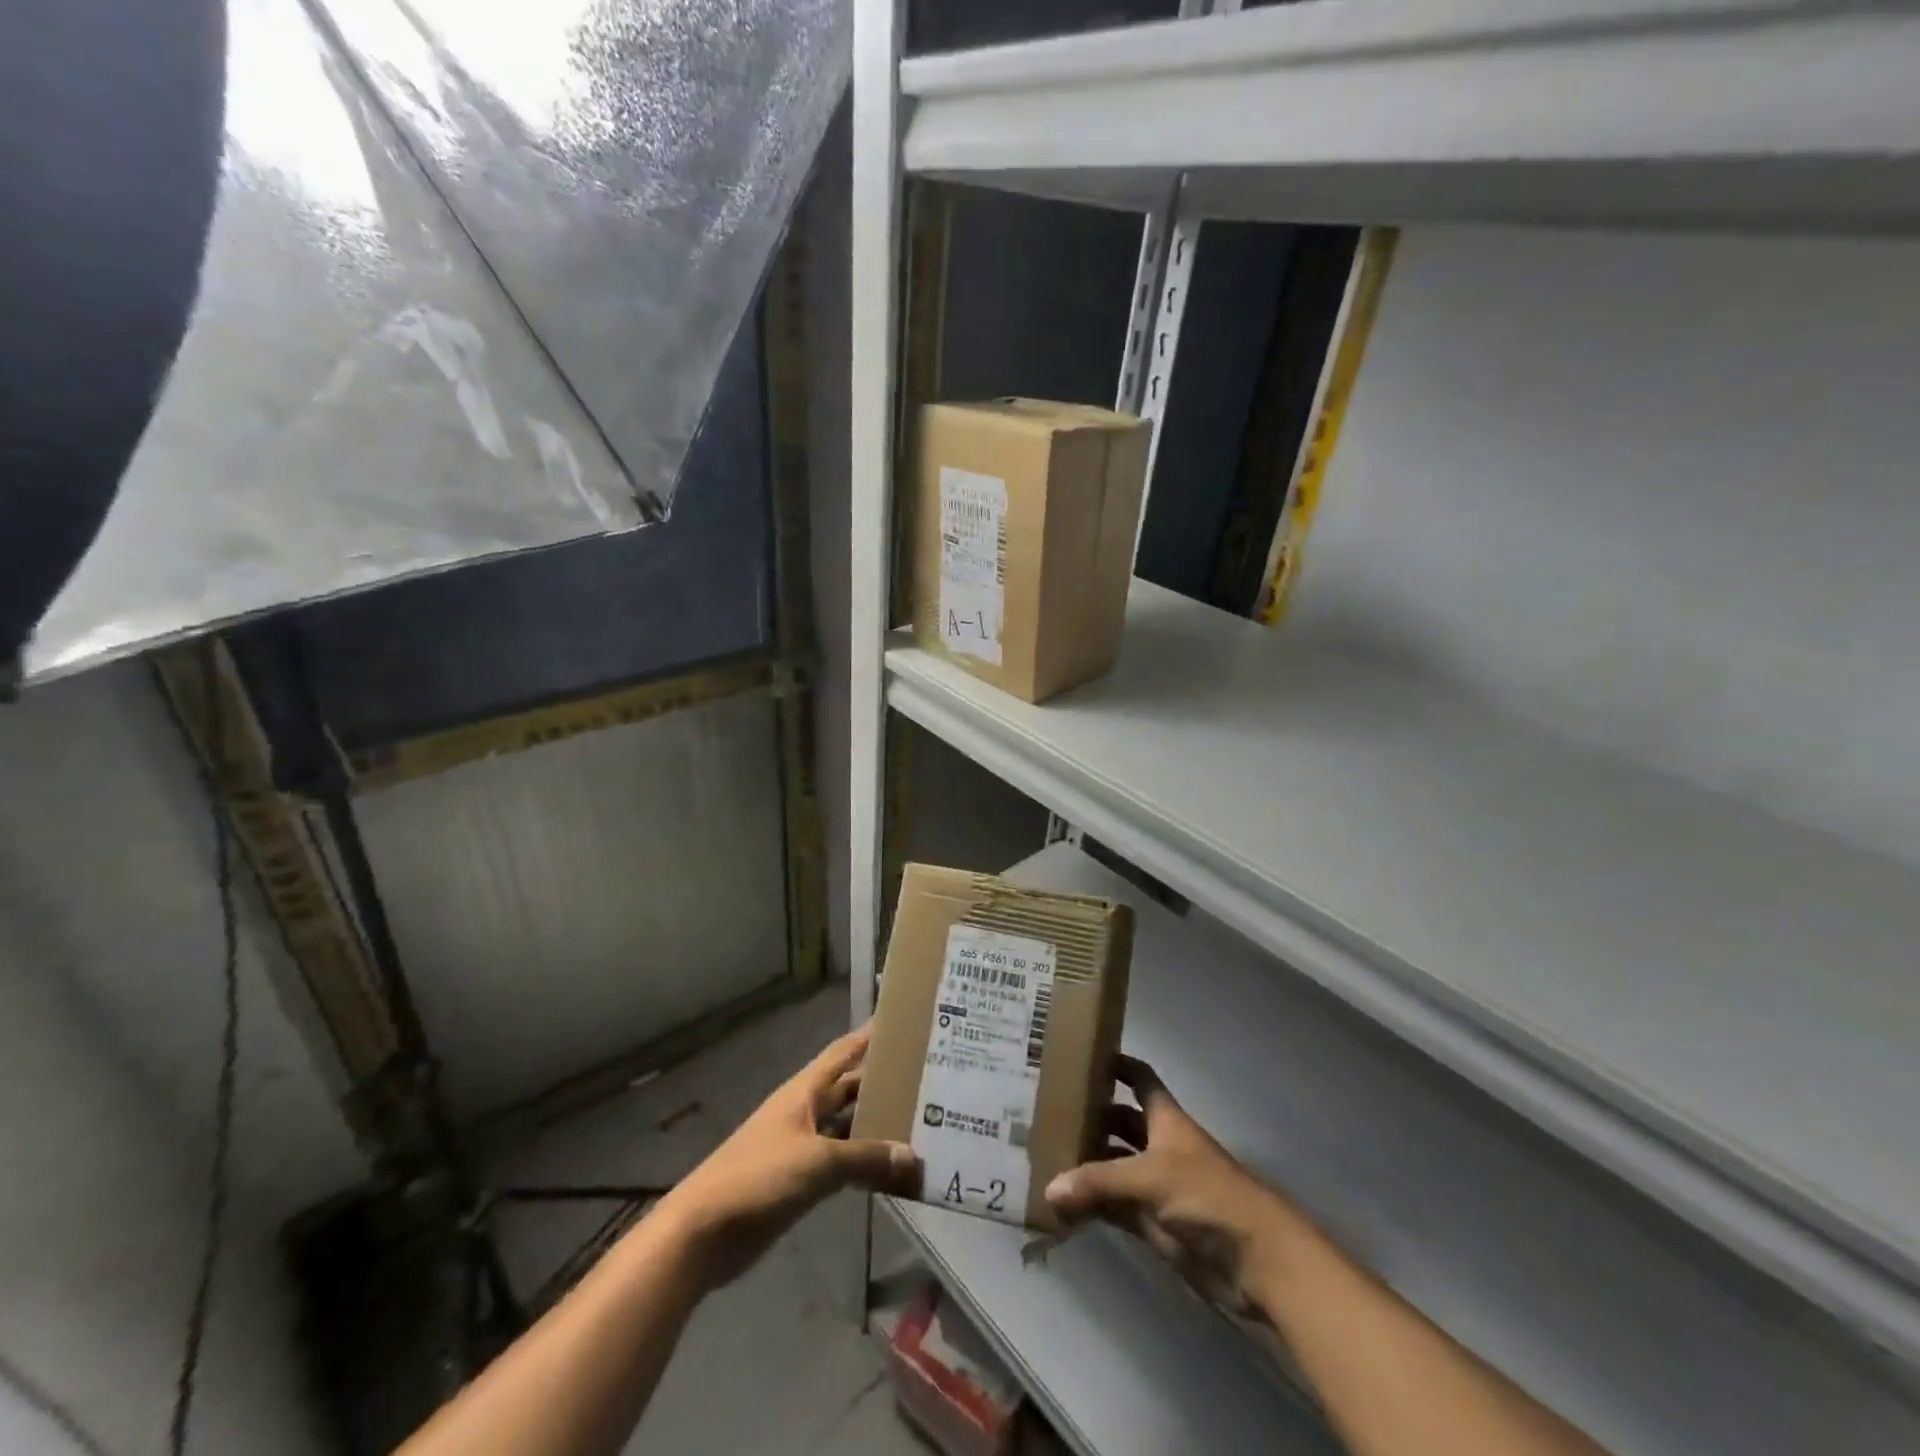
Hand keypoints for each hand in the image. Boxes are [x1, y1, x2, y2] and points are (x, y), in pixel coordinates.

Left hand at [656, 1025, 918, 1290]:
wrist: (703, 1233)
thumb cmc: (759, 1178)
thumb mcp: (818, 1162)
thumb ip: (865, 1158)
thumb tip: (912, 1156)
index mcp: (804, 1092)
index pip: (842, 1053)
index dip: (868, 1036)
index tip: (901, 1023)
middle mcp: (804, 1112)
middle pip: (848, 1090)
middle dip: (880, 1084)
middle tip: (925, 1080)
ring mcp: (800, 1147)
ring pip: (846, 1128)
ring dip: (875, 1127)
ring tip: (919, 1124)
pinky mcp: (797, 1181)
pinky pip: (839, 1163)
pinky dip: (862, 1164)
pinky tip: (889, 1170)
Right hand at [1045, 1055, 1293, 1319]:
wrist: (1258, 1261)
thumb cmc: (1207, 1196)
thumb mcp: (1150, 1178)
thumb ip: (1098, 1182)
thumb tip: (1049, 1189)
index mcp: (1166, 1120)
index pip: (1139, 1079)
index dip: (1116, 1065)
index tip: (1082, 1056)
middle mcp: (1161, 1146)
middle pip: (1122, 1123)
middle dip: (1091, 1118)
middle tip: (1047, 1114)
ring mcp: (1159, 1186)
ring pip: (1116, 1167)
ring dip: (1088, 1165)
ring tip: (1044, 1158)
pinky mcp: (1157, 1224)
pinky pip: (1117, 1208)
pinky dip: (1094, 1207)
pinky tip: (1063, 1206)